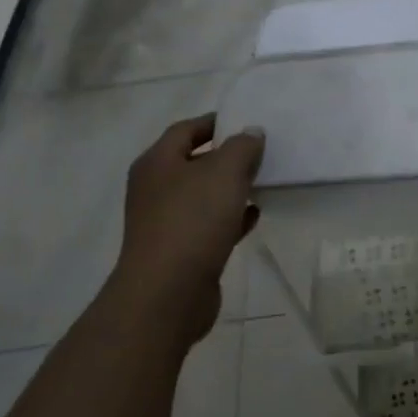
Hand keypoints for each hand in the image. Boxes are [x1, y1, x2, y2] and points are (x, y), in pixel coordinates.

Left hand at [114, 114, 264, 345]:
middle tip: (260, 153)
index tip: (247, 122)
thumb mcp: (225, 171)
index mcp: (157, 162)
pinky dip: (230, 218)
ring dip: (230, 189)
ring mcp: (165, 222)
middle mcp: (155, 189)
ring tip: (261, 183)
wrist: (167, 294)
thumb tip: (251, 133)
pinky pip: (208, 225)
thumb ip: (242, 146)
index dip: (216, 123)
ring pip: (203, 195)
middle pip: (194, 162)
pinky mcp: (179, 251)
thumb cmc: (193, 220)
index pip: (186, 129)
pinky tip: (253, 217)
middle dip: (227, 157)